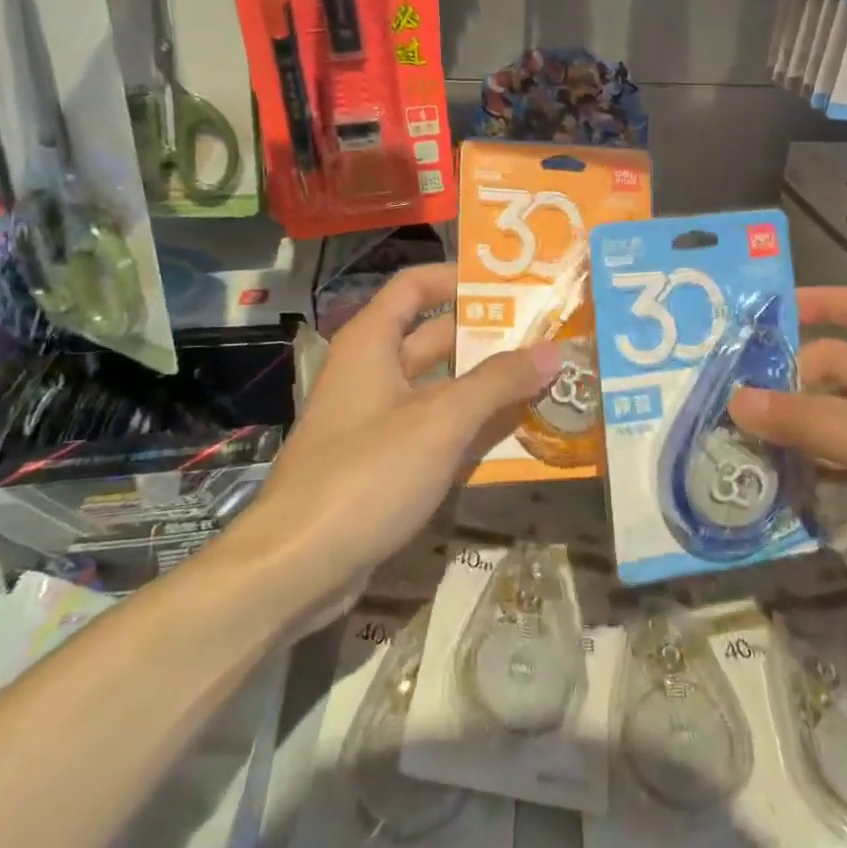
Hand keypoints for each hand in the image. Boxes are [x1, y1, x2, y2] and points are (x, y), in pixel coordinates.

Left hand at [222, 263, 559, 626]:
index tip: (511, 286)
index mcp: (372, 342)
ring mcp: (376, 421)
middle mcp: (372, 372)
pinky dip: (470, 427)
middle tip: (548, 337)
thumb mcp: (441, 421)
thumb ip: (498, 382)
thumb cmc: (367, 474)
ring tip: (546, 381)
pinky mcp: (383, 464)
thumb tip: (552, 351)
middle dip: (489, 337)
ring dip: (487, 386)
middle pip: (435, 338)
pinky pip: (434, 430)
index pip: (416, 286)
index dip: (459, 278)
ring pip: (440, 388)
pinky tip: (516, 434)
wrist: (295, 569)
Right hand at [728, 285, 846, 642]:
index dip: (818, 303)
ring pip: (844, 415)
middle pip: (845, 365)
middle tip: (738, 398)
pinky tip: (784, 478)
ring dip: (803, 425)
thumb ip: (813, 424)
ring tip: (747, 438)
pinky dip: (822, 463)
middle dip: (795, 378)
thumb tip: (738, 401)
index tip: (763, 316)